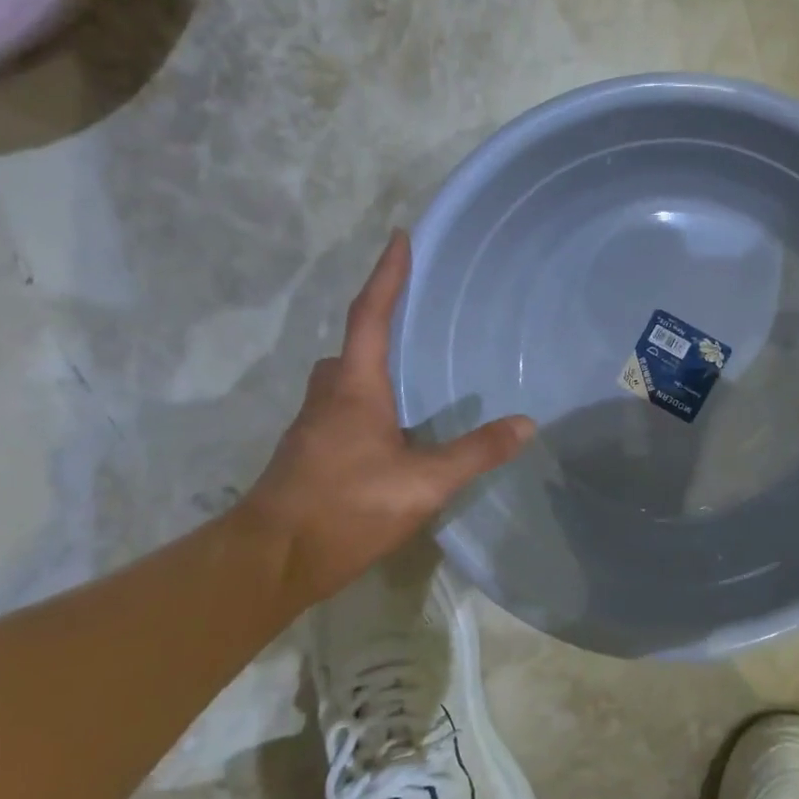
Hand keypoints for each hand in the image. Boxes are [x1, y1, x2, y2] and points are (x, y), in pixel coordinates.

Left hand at [243, 231, 534, 601]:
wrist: (271, 560)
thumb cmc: (346, 507)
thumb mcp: (424, 482)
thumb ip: (476, 452)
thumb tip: (527, 423)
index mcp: (355, 387)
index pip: (371, 316)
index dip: (387, 276)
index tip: (400, 238)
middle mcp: (329, 396)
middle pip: (351, 346)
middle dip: (377, 325)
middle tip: (412, 320)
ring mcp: (314, 428)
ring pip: (342, 381)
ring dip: (369, 370)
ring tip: (409, 379)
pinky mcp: (309, 456)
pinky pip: (340, 411)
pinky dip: (365, 405)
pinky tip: (391, 434)